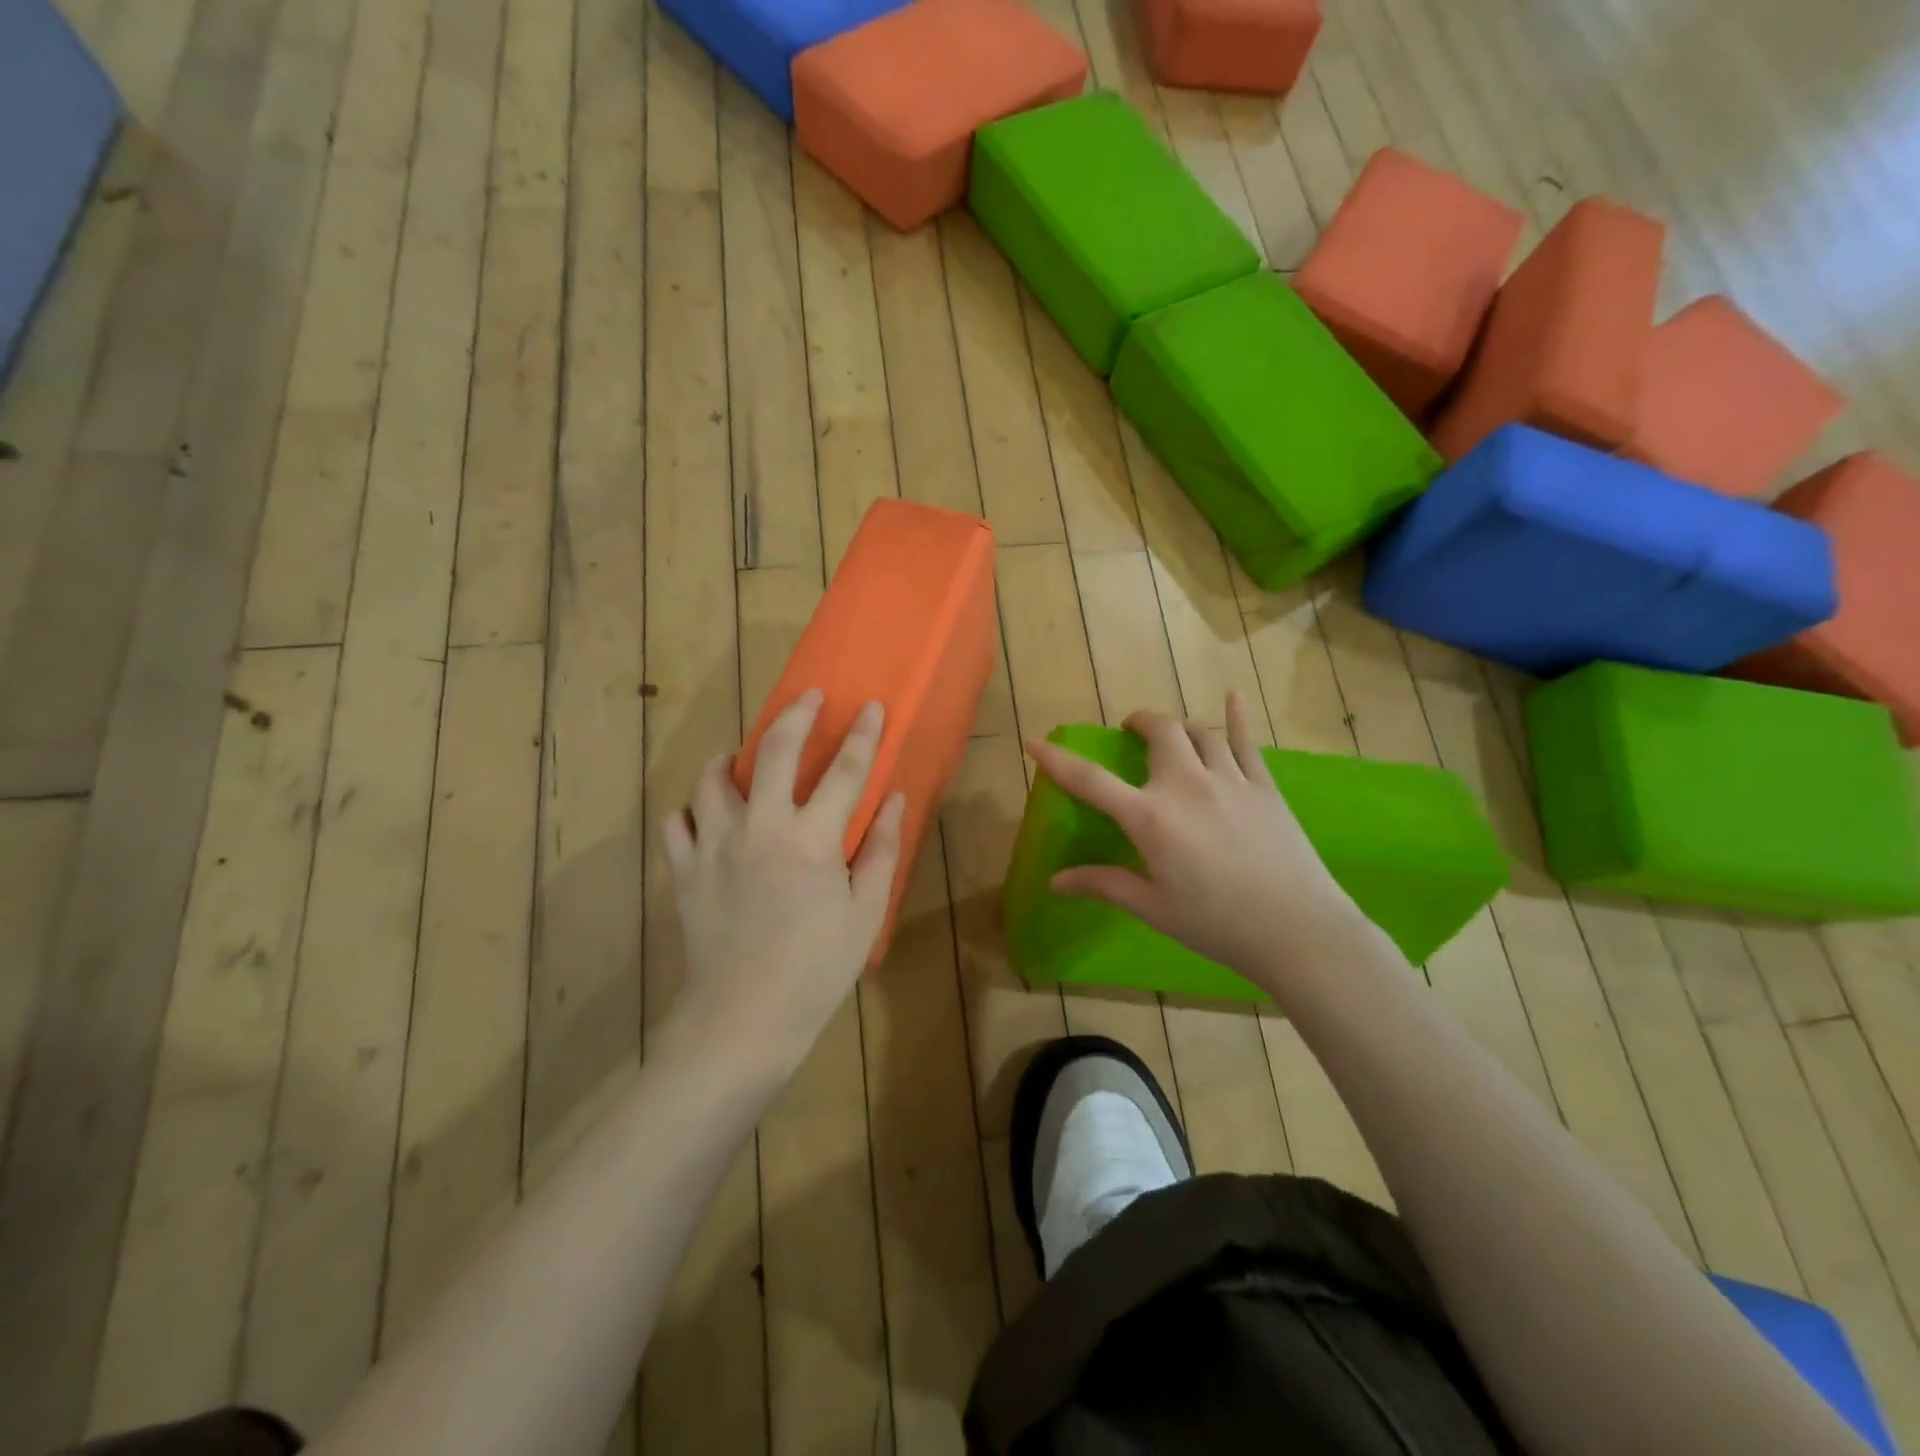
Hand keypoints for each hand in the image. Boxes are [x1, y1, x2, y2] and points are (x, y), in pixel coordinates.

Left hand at [663, 690, 904, 1076]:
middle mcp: (760, 828)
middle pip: (774, 751)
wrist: (744, 1018)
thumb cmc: (817, 968)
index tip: (870, 707)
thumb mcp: (864, 912)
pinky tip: (705, 816)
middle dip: (794, 715)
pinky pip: (677, 822)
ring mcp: (714, 846)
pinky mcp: (684, 871)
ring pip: (712, 780)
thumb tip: (896, 801)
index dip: (862, 734)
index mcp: (811, 839)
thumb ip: (881, 850)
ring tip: (740, 758)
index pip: (845, 770)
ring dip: (729, 760)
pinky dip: (691, 811)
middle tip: (807, 698)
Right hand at [1028, 692, 1360, 990]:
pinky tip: (1233, 696)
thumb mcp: (1153, 907)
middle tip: (1131, 732)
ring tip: (1171, 735)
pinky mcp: (1264, 786)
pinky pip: (1247, 741)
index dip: (1058, 761)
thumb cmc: (1216, 924)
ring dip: (1179, 727)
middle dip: (1139, 723)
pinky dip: (1237, 716)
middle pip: (1158, 732)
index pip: (1092, 781)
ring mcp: (1230, 779)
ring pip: (1199, 732)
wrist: (1298, 930)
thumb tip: (1055, 882)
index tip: (1035, 743)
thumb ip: (1103, 884)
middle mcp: (1186, 785)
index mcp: (1151, 817)